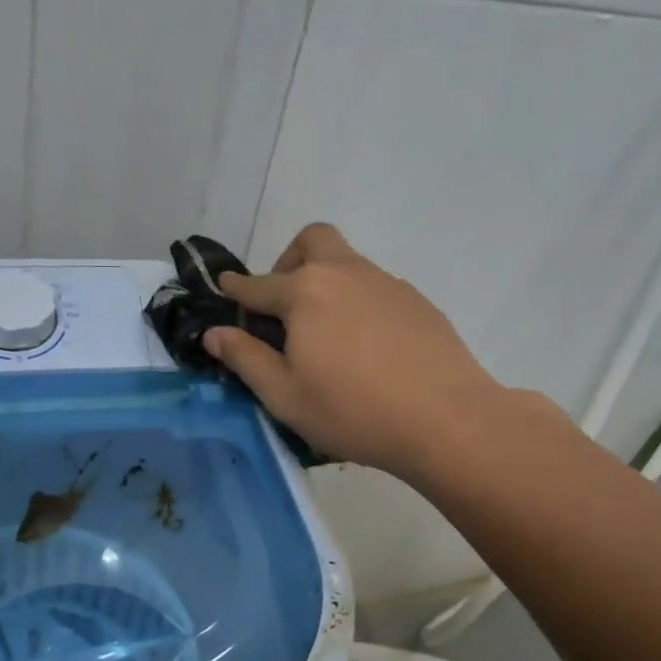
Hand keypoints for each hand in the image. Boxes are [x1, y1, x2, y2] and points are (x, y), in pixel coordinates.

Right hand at [204, 224, 519, 480]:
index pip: (257, 285)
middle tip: (285, 304)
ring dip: (326, 282)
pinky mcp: (417, 302)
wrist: (446, 419)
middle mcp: (345, 273)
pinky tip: (366, 347)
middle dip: (288, 261)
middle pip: (312, 241)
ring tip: (326, 334)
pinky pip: (376, 288)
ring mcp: (387, 283)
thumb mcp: (284, 395)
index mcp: (305, 292)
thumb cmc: (352, 411)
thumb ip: (245, 358)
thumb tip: (214, 332)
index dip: (236, 289)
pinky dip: (358, 303)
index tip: (224, 289)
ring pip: (347, 262)